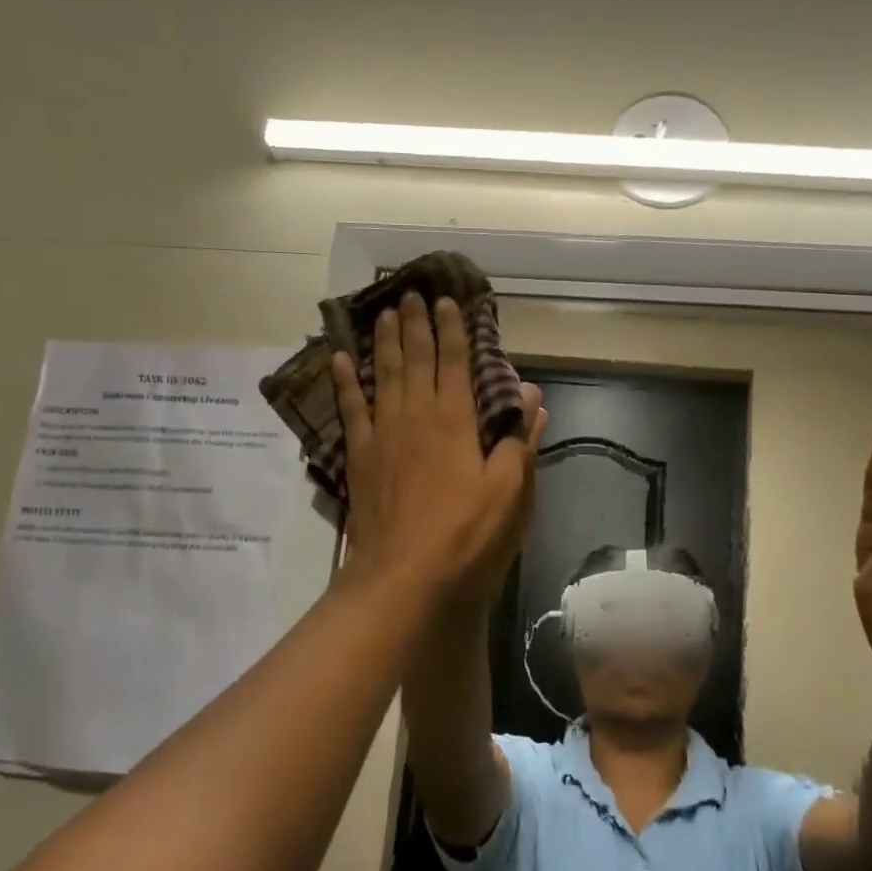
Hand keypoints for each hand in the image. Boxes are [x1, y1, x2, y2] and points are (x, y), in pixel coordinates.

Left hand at [335, 293, 547, 607]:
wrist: (403, 577)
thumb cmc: (466, 535)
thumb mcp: (509, 492)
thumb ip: (517, 441)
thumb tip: (530, 398)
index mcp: (455, 421)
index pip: (454, 363)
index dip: (452, 331)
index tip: (447, 301)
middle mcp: (416, 416)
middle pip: (415, 359)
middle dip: (416, 325)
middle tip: (410, 293)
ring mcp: (383, 435)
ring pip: (383, 375)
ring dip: (385, 342)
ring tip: (384, 314)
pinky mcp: (361, 458)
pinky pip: (351, 409)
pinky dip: (346, 382)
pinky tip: (340, 360)